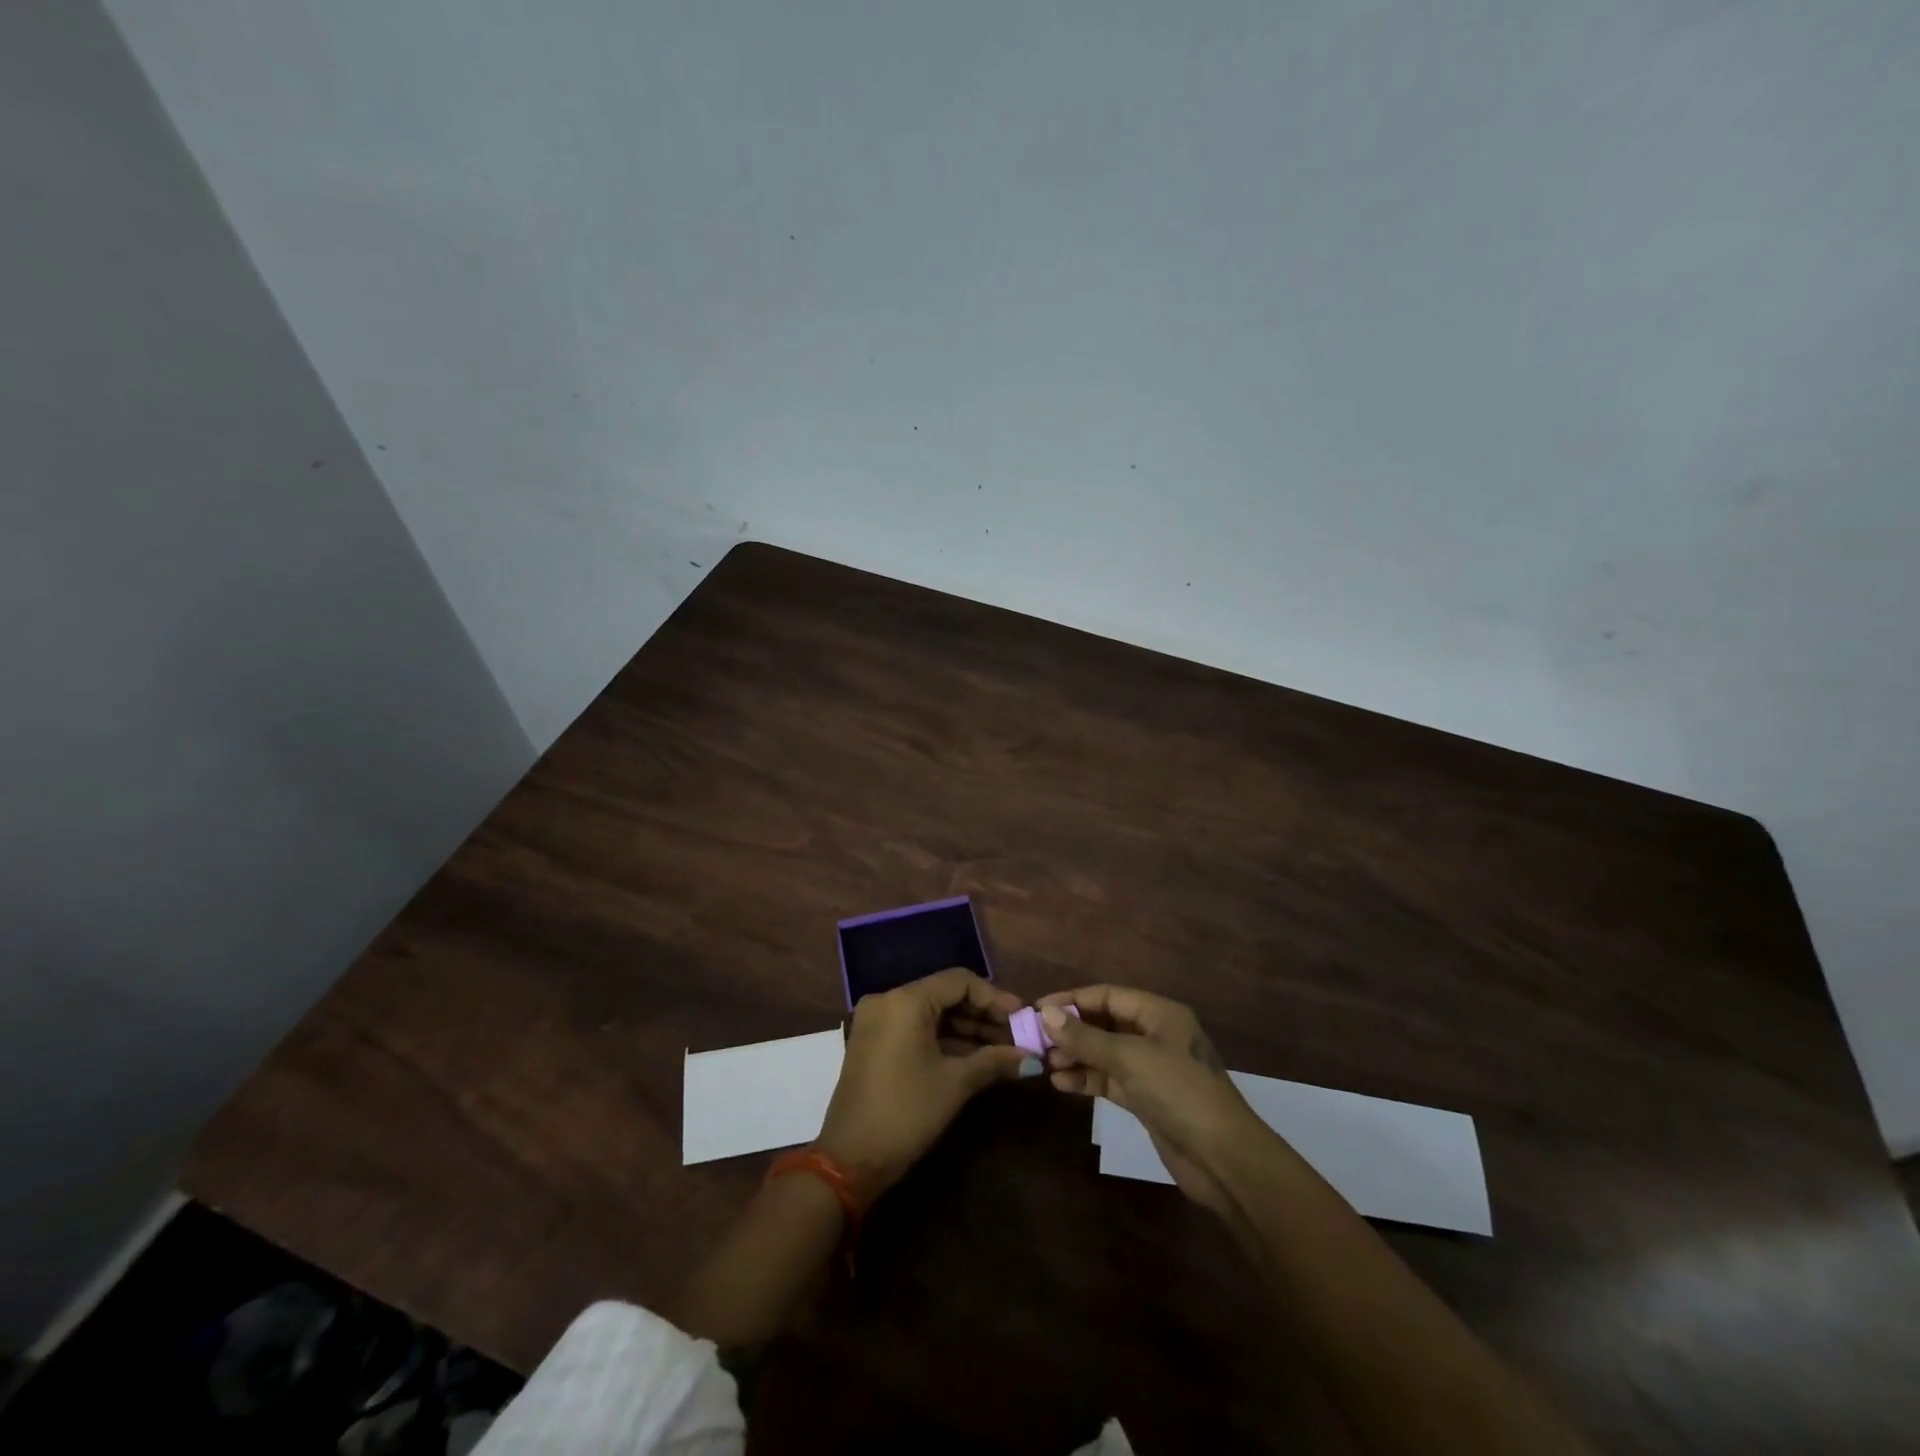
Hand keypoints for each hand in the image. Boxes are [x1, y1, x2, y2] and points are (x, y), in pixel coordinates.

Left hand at [816, 968, 1032, 1196]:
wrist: (850, 1160)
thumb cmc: (906, 1112)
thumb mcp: (955, 1084)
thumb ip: (995, 1061)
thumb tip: (1033, 1058)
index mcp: (905, 1000)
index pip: (959, 981)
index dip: (994, 998)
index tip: (1022, 1018)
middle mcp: (888, 1001)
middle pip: (945, 995)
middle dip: (983, 1016)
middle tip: (1017, 1037)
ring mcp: (878, 1022)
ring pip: (932, 1014)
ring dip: (967, 1031)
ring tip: (1004, 1051)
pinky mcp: (875, 1043)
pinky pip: (917, 1029)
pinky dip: (945, 1041)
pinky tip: (976, 1059)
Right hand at [1037, 985, 1264, 1214]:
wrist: (1223, 1158)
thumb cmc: (1179, 1092)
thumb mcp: (1130, 1058)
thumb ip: (1086, 1037)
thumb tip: (1047, 1014)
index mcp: (1159, 1013)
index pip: (1107, 995)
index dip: (1072, 1000)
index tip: (1037, 1010)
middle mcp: (1155, 1035)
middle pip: (1104, 1022)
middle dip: (1071, 1030)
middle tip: (1036, 1041)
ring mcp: (1151, 1068)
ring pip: (1105, 1053)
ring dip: (1076, 1056)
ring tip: (1045, 1064)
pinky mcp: (1146, 1098)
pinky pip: (1110, 1079)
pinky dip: (1087, 1079)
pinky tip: (1061, 1084)